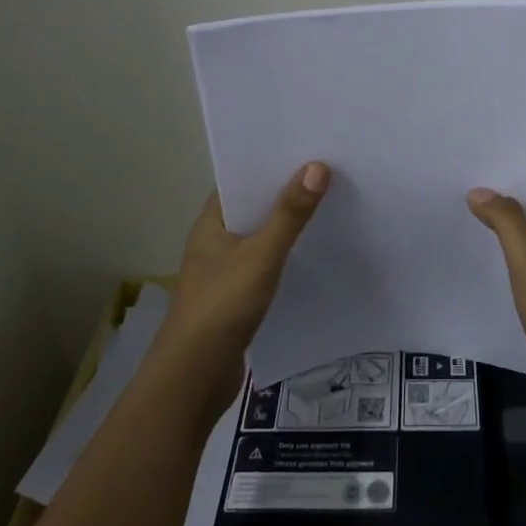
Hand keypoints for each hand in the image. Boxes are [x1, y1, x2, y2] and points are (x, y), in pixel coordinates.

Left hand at [157, 162, 329, 413]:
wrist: (195, 378)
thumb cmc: (222, 306)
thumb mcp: (261, 255)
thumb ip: (290, 214)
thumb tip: (318, 166)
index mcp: (211, 222)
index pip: (241, 179)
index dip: (270, 162)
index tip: (307, 147)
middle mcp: (216, 240)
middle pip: (255, 206)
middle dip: (287, 191)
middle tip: (330, 170)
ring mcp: (226, 270)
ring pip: (263, 236)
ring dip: (290, 224)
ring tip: (331, 203)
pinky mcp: (239, 296)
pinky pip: (268, 263)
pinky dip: (288, 254)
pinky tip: (316, 251)